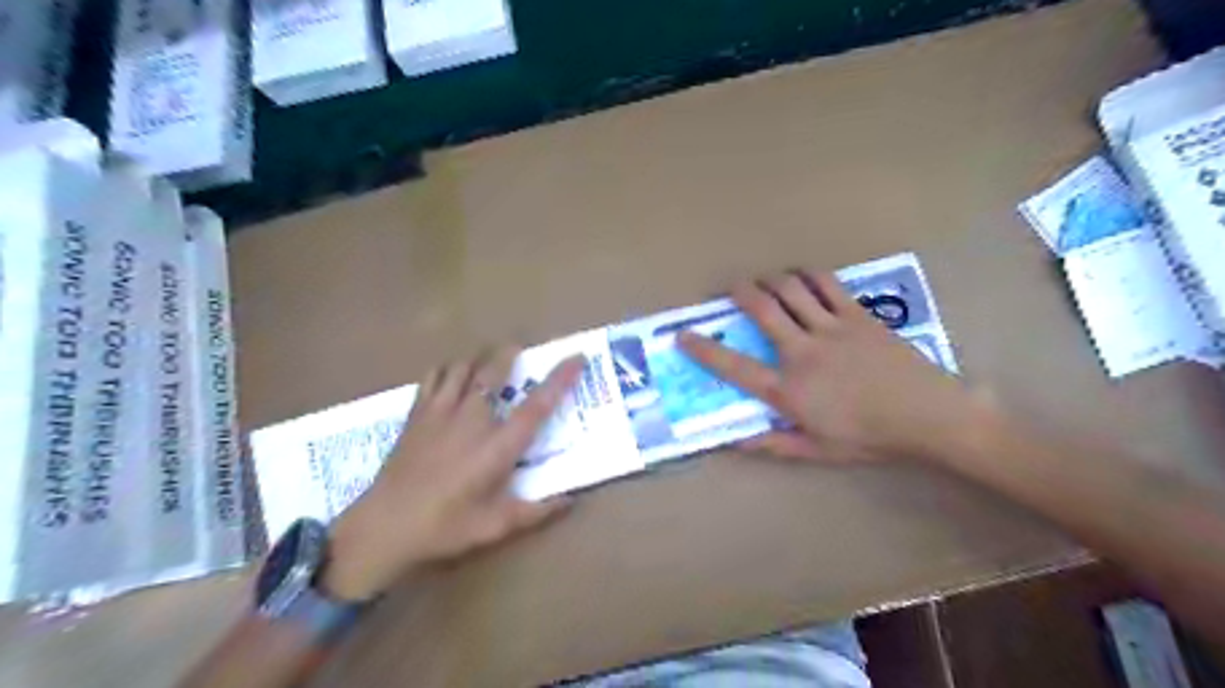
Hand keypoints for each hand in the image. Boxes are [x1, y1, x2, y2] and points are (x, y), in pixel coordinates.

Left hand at [322, 352, 585, 599]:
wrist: (383, 527)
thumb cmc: (444, 527)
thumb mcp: (495, 526)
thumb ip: (536, 512)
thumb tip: (571, 501)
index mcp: (497, 446)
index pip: (537, 405)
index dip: (560, 379)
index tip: (576, 357)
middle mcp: (472, 420)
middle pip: (494, 372)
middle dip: (510, 354)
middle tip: (519, 349)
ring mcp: (440, 412)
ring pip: (462, 367)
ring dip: (479, 359)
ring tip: (487, 361)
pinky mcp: (417, 414)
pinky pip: (433, 377)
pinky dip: (446, 369)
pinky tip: (450, 375)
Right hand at [680, 270, 983, 462]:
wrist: (928, 416)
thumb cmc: (870, 438)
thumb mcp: (818, 450)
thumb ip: (773, 445)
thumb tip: (735, 441)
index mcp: (789, 390)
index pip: (735, 367)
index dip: (704, 349)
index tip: (683, 336)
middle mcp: (802, 353)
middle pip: (763, 310)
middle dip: (741, 292)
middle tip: (733, 288)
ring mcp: (831, 329)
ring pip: (792, 290)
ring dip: (772, 279)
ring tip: (767, 280)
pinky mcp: (857, 316)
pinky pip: (828, 285)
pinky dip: (810, 276)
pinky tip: (803, 277)